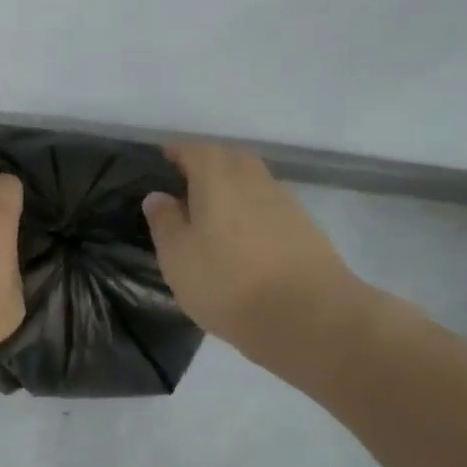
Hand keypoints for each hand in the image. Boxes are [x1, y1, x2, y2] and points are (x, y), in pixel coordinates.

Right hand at [142, 142, 361, 354]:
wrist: (309, 317)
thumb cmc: (228, 283)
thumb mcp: (177, 257)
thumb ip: (165, 222)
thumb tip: (158, 196)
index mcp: (218, 178)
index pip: (194, 149)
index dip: (176, 151)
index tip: (161, 161)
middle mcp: (253, 179)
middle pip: (229, 158)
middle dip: (207, 164)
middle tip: (186, 185)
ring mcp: (285, 202)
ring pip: (253, 180)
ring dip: (233, 187)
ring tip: (214, 213)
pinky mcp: (305, 228)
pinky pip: (271, 206)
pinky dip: (254, 211)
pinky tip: (245, 238)